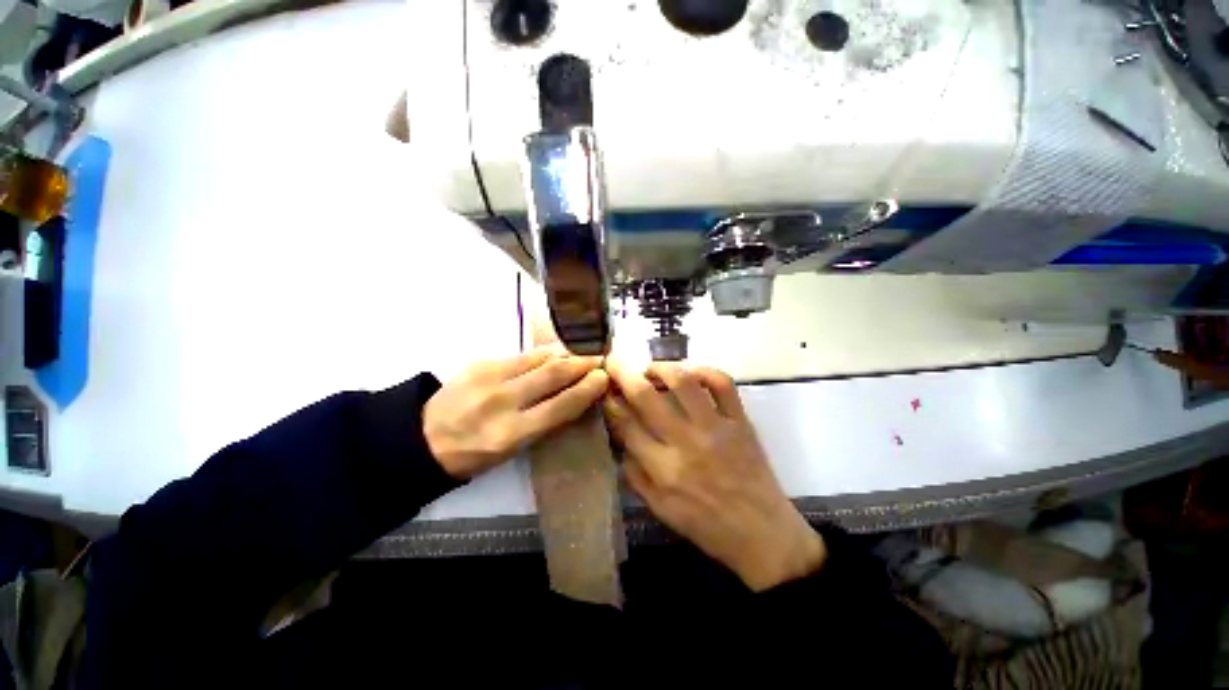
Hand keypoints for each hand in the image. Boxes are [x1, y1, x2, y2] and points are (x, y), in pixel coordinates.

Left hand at [424, 347, 608, 478]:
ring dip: (566, 354)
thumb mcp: (512, 449)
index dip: (587, 389)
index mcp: (512, 433)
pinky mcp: (481, 363)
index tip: (603, 378)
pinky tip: (555, 352)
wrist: (423, 437)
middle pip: (553, 375)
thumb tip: (574, 394)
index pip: (561, 406)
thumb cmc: (475, 453)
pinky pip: (523, 354)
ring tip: (581, 353)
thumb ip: (544, 420)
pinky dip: (544, 353)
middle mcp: (503, 402)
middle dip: (582, 364)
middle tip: (599, 359)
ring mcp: (490, 378)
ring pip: (540, 358)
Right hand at [603, 362, 825, 590]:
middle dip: (624, 373)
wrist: (762, 534)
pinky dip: (704, 371)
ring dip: (661, 367)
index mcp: (663, 469)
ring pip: (683, 382)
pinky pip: (723, 384)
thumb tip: (621, 439)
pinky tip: (691, 374)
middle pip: (647, 396)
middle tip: (615, 362)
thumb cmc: (707, 526)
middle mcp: (686, 441)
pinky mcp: (740, 421)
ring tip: (652, 369)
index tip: (605, 389)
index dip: (610, 402)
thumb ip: (635, 475)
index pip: (626, 424)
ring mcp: (716, 427)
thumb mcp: (660, 510)